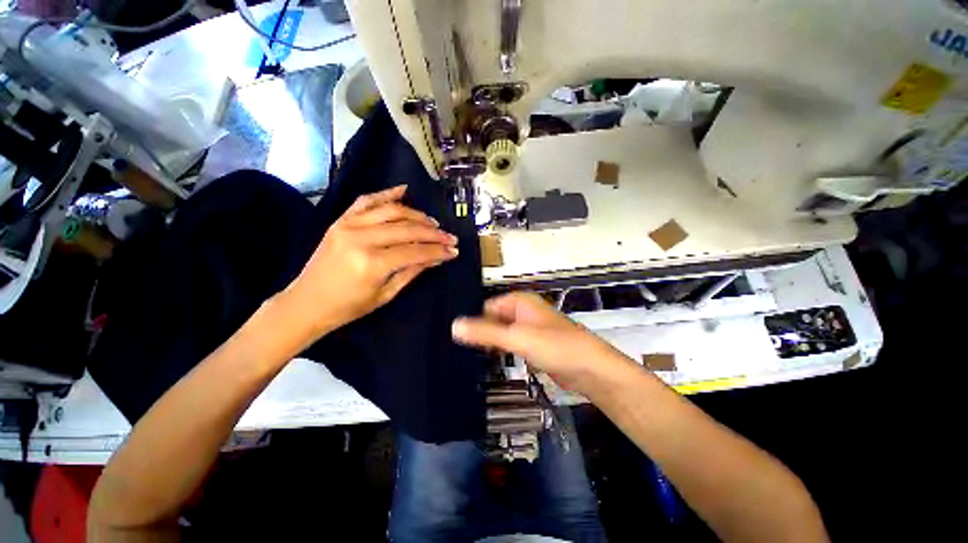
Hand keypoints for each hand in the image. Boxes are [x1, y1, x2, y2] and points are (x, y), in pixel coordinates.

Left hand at [284, 185, 458, 337]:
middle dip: (433, 233)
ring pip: (391, 211)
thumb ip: (413, 272)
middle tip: (450, 236)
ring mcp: (348, 225)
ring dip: (416, 214)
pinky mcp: (340, 220)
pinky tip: (403, 190)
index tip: (454, 250)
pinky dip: (386, 194)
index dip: (438, 251)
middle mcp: (361, 238)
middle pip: (407, 229)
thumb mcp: (386, 294)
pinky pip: (366, 201)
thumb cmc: (348, 307)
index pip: (416, 251)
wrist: (306, 303)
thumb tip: (437, 258)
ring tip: (433, 222)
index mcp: (372, 263)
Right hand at [452, 292, 628, 392]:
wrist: (591, 370)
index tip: (459, 338)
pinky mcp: (534, 346)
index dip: (474, 321)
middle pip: (493, 319)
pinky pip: (511, 345)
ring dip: (490, 344)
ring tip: (471, 357)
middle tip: (461, 350)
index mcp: (520, 301)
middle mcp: (523, 312)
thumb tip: (454, 326)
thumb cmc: (557, 347)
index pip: (486, 306)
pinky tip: (491, 363)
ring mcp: (529, 329)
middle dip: (481, 333)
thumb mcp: (517, 338)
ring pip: (501, 333)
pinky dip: (501, 352)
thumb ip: (485, 333)